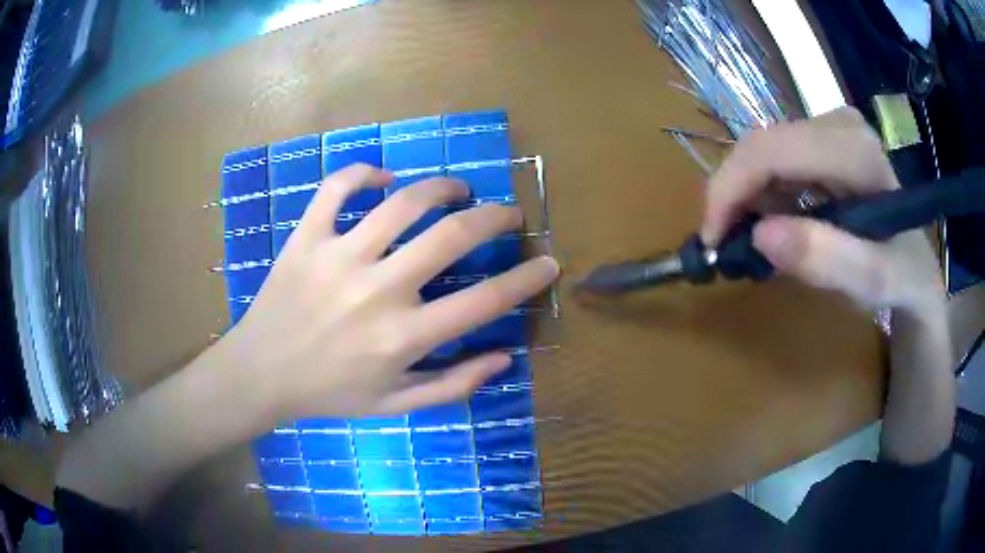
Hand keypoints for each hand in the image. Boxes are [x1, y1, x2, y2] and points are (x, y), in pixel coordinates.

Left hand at [222, 164, 558, 421]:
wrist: (260, 375)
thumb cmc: (329, 393)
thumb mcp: (395, 406)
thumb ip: (453, 385)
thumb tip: (504, 358)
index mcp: (402, 337)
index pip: (484, 302)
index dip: (526, 279)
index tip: (549, 261)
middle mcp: (376, 291)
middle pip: (451, 236)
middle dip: (493, 217)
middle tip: (508, 212)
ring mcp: (338, 257)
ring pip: (402, 202)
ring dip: (440, 187)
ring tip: (457, 189)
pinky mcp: (305, 237)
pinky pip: (336, 188)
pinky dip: (363, 173)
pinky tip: (384, 178)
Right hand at [702, 107, 943, 314]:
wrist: (916, 267)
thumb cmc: (901, 278)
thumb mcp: (874, 282)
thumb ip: (828, 260)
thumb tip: (759, 235)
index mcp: (855, 149)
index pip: (771, 150)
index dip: (729, 190)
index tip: (712, 242)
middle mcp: (838, 123)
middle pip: (761, 146)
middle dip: (735, 197)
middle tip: (729, 248)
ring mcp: (831, 126)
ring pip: (763, 151)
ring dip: (749, 198)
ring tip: (758, 242)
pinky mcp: (824, 138)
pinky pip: (776, 158)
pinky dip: (764, 194)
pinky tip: (778, 223)